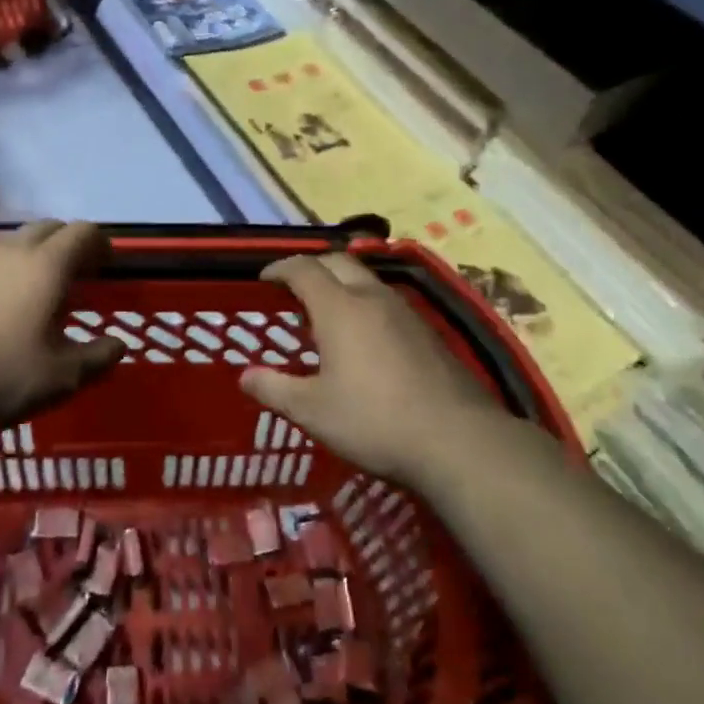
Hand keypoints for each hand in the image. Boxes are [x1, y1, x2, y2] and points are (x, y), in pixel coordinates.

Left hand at [0, 222, 124, 428]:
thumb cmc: (2, 373)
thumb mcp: (62, 376)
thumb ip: (98, 357)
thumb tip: (118, 345)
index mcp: (49, 264)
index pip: (84, 232)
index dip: (101, 244)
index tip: (108, 266)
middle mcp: (15, 249)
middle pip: (51, 227)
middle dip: (70, 243)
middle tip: (80, 274)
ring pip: (19, 239)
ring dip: (38, 252)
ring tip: (43, 286)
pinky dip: (11, 267)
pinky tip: (7, 299)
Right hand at [241, 253, 520, 489]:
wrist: (457, 441)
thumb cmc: (374, 421)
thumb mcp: (313, 411)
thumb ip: (274, 389)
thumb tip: (245, 377)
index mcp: (340, 308)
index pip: (304, 269)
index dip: (280, 268)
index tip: (264, 280)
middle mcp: (373, 298)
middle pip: (339, 262)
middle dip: (313, 268)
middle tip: (294, 290)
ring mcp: (406, 313)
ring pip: (367, 281)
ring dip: (342, 286)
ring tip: (327, 314)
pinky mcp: (428, 333)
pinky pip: (388, 304)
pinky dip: (366, 306)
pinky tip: (365, 340)